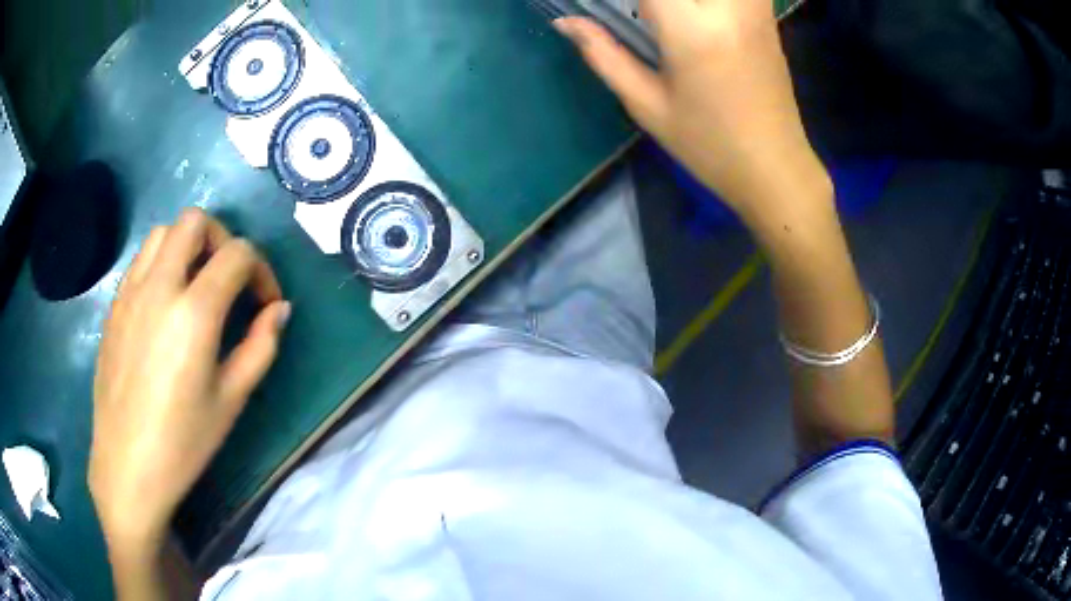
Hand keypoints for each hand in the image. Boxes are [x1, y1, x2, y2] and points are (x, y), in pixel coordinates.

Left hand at [89, 208, 289, 552]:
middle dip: (222, 240)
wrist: (127, 465)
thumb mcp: (231, 399)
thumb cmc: (183, 442)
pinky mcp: (114, 305)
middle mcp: (159, 286)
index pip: (237, 254)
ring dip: (188, 246)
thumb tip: (279, 309)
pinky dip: (162, 264)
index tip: (266, 304)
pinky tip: (166, 305)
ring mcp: (130, 292)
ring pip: (164, 232)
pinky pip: (141, 261)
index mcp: (193, 312)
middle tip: (229, 280)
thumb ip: (261, 346)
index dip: (261, 271)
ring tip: (197, 286)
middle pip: (195, 221)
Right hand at [555, 0, 830, 226]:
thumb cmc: (708, 144)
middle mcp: (729, 6)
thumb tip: (567, 22)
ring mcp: (754, 8)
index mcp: (692, 30)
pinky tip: (695, 14)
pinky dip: (706, 1)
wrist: (774, 167)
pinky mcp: (766, 15)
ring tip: (662, 15)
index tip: (607, 9)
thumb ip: (604, 54)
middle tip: (644, 13)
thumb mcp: (647, 105)